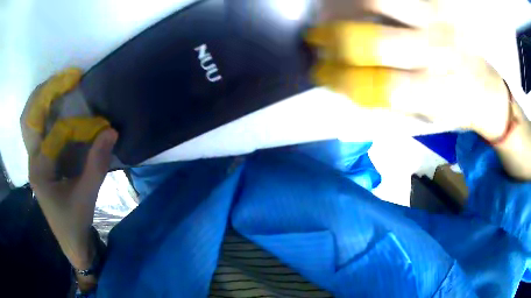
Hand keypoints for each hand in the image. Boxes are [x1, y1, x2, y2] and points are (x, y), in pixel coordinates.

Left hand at [20, 68, 117, 269]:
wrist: (71, 242)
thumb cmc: (74, 222)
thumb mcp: (87, 196)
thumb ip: (97, 164)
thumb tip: (111, 130)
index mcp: (39, 170)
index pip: (48, 132)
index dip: (65, 115)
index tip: (79, 96)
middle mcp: (33, 161)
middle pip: (28, 119)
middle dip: (43, 94)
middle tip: (63, 79)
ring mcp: (35, 161)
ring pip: (31, 123)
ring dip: (43, 101)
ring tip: (61, 85)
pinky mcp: (41, 162)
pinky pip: (40, 131)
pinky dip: (47, 114)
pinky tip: (60, 107)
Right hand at [309, 0, 510, 139]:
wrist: (487, 89)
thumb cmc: (457, 109)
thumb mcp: (426, 119)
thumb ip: (387, 103)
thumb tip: (347, 86)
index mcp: (434, 92)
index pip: (374, 84)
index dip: (339, 78)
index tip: (319, 73)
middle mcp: (437, 53)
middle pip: (374, 40)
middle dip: (334, 39)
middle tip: (315, 38)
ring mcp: (438, 21)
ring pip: (378, 1)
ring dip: (344, 7)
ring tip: (330, 13)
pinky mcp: (438, 4)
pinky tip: (354, 3)